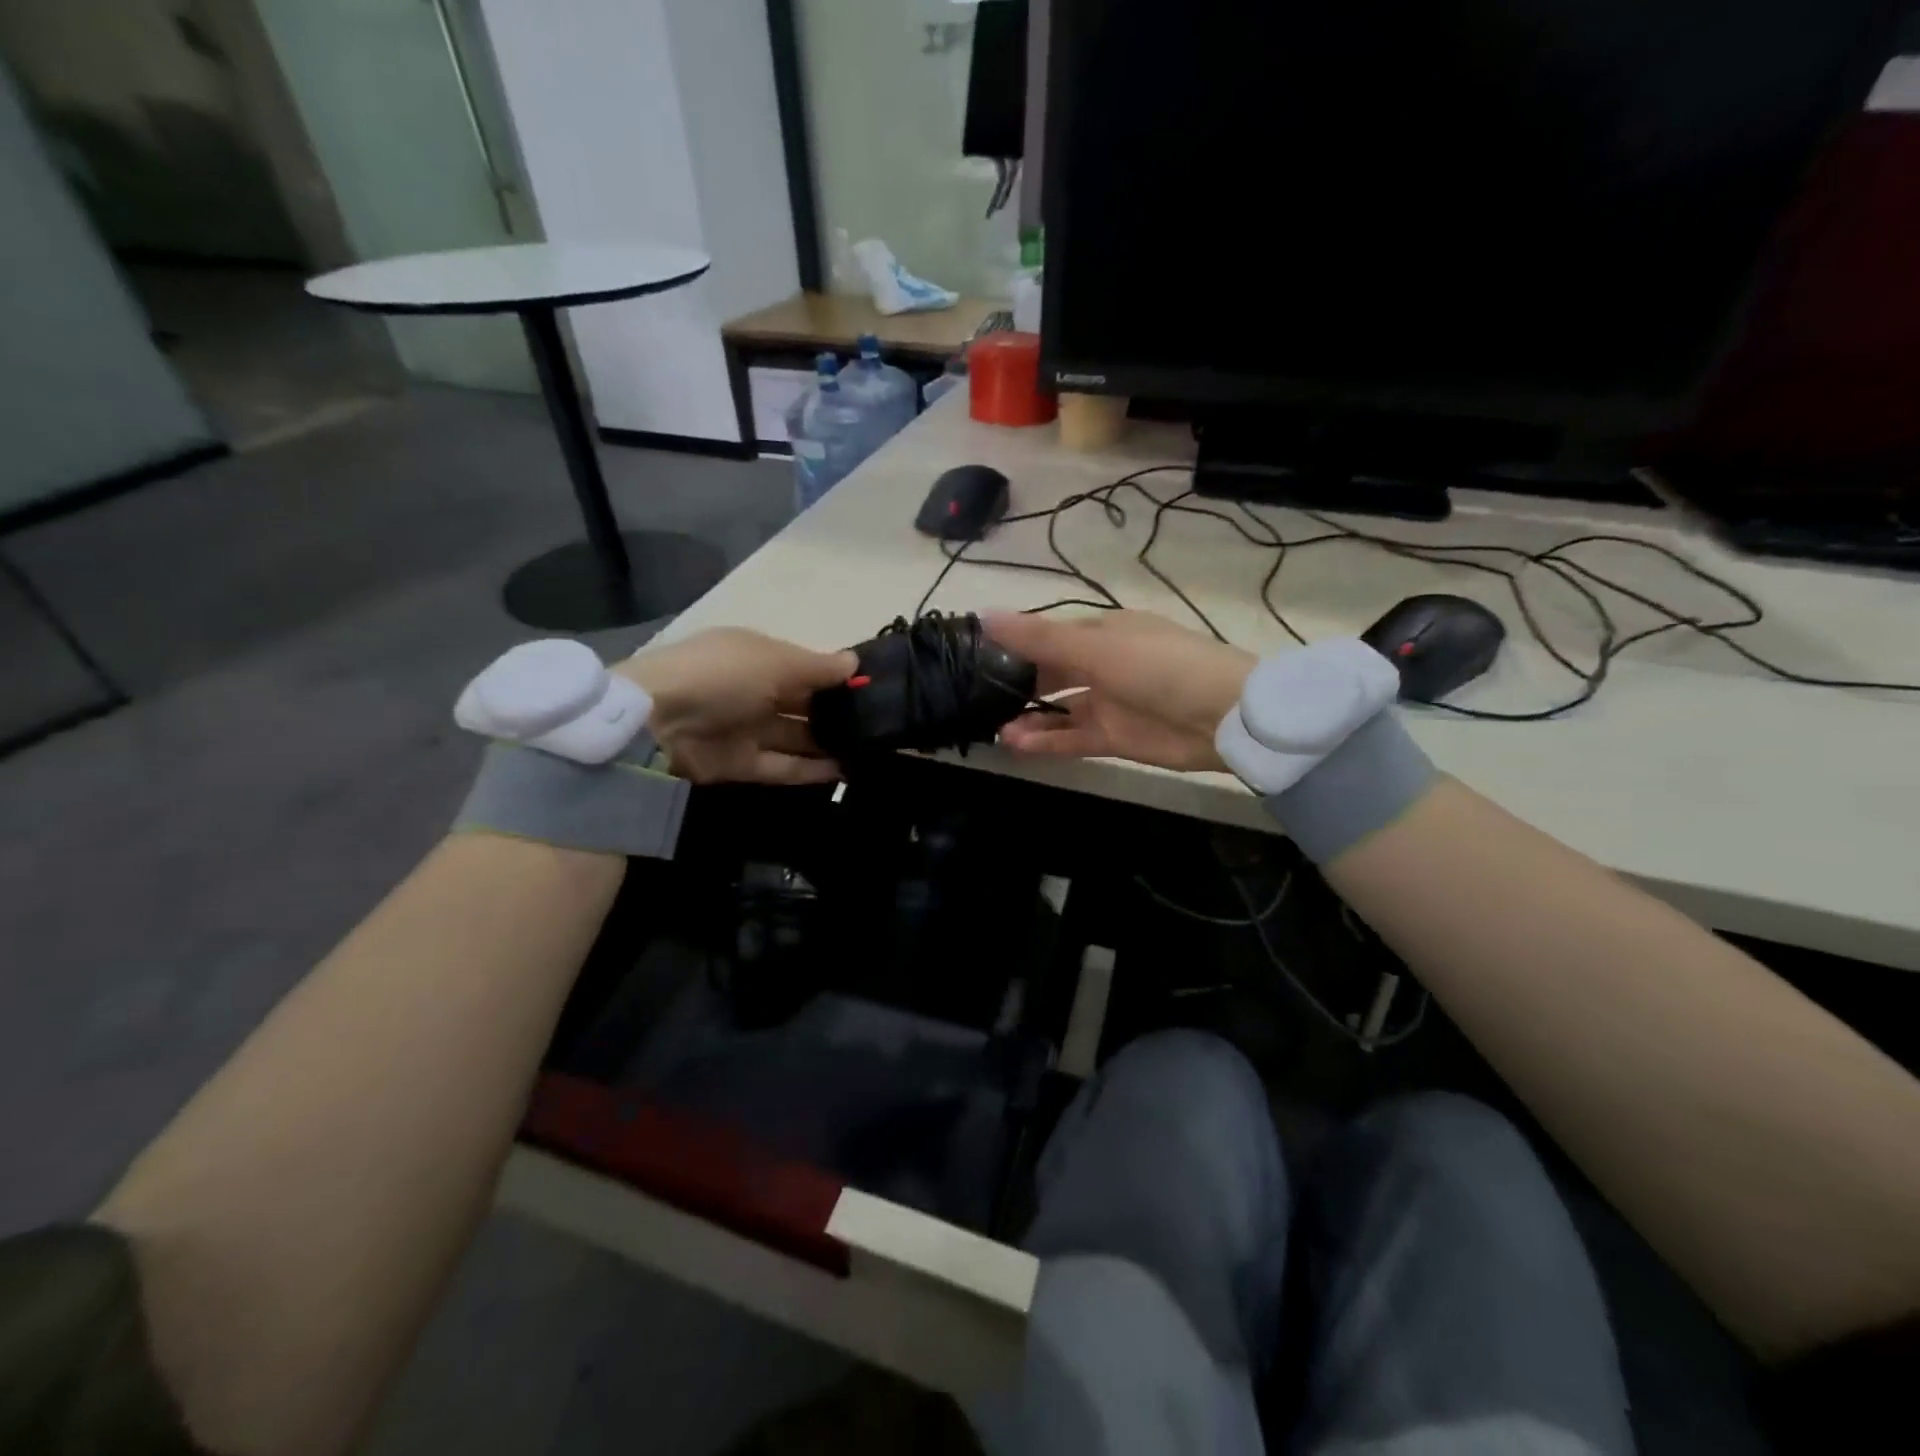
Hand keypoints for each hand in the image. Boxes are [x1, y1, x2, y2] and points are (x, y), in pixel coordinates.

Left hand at [617, 628, 855, 785]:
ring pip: (795, 737)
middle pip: (802, 704)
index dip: (836, 677)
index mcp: (757, 656)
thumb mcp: (774, 661)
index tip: (874, 689)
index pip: (804, 667)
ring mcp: (745, 729)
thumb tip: (855, 663)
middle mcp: (753, 691)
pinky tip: (844, 770)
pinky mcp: (740, 764)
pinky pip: (782, 766)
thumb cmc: (723, 676)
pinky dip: (810, 769)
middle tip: (879, 725)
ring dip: (828, 743)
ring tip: (869, 751)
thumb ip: (818, 667)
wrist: (656, 722)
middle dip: (836, 713)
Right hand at [983, 610, 1256, 772]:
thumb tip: (983, 615)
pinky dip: (1045, 741)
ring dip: (1028, 718)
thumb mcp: (1096, 646)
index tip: (974, 656)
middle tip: (977, 698)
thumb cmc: (1159, 667)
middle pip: (1050, 673)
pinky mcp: (1114, 738)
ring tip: (994, 728)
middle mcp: (1102, 664)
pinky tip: (1015, 744)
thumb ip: (1038, 638)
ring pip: (1057, 709)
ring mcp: (1108, 703)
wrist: (1223, 716)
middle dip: (1017, 685)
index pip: (1048, 635)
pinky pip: (1071, 738)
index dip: (1013, 644)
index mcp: (1102, 631)